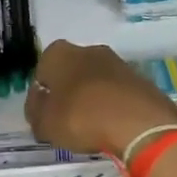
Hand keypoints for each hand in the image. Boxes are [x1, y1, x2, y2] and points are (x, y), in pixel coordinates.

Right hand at [23, 40, 176, 159]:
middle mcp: (88, 49)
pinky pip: (118, 92)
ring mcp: (117, 62)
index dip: (41, 95)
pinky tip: (114, 126)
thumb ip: (36, 113)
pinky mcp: (140, 78)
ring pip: (96, 81)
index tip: (44, 115)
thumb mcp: (45, 124)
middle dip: (68, 92)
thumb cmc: (81, 118)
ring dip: (93, 98)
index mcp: (58, 54)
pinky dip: (114, 105)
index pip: (41, 72)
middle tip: (67, 120)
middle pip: (71, 72)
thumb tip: (39, 107)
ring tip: (92, 126)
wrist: (139, 123)